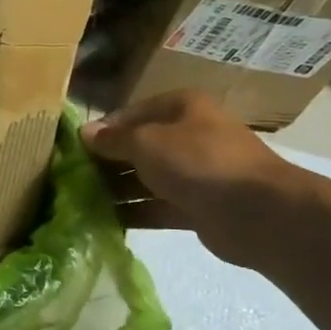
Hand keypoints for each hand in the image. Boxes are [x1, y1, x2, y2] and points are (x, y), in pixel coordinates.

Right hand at [82, 91, 312, 270]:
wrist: (259, 213)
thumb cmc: (199, 161)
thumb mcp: (146, 142)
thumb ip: (113, 139)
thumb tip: (85, 133)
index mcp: (181, 108)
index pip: (131, 114)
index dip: (101, 130)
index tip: (73, 149)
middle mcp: (188, 135)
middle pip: (137, 147)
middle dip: (106, 162)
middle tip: (71, 179)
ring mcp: (195, 173)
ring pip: (146, 178)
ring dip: (116, 190)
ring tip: (80, 202)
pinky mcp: (197, 207)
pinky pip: (156, 206)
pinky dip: (134, 212)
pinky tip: (104, 221)